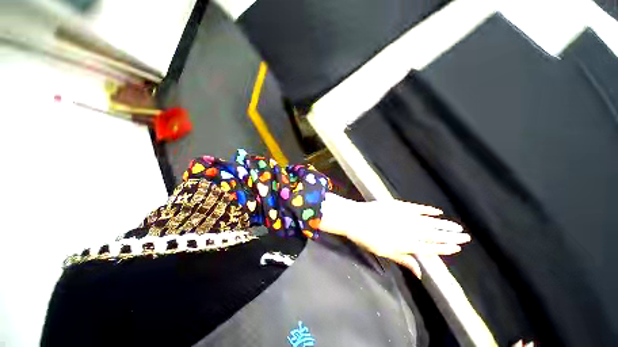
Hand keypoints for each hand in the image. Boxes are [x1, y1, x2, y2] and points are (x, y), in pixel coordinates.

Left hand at [320, 193, 469, 277]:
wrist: (354, 218)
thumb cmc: (366, 238)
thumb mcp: (384, 253)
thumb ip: (404, 260)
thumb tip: (420, 273)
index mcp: (406, 244)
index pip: (430, 248)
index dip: (444, 248)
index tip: (457, 248)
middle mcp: (409, 230)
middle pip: (434, 234)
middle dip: (450, 236)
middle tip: (466, 237)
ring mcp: (404, 216)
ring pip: (429, 222)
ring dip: (444, 224)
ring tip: (457, 227)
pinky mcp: (398, 205)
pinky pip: (416, 207)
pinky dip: (427, 210)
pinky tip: (437, 211)